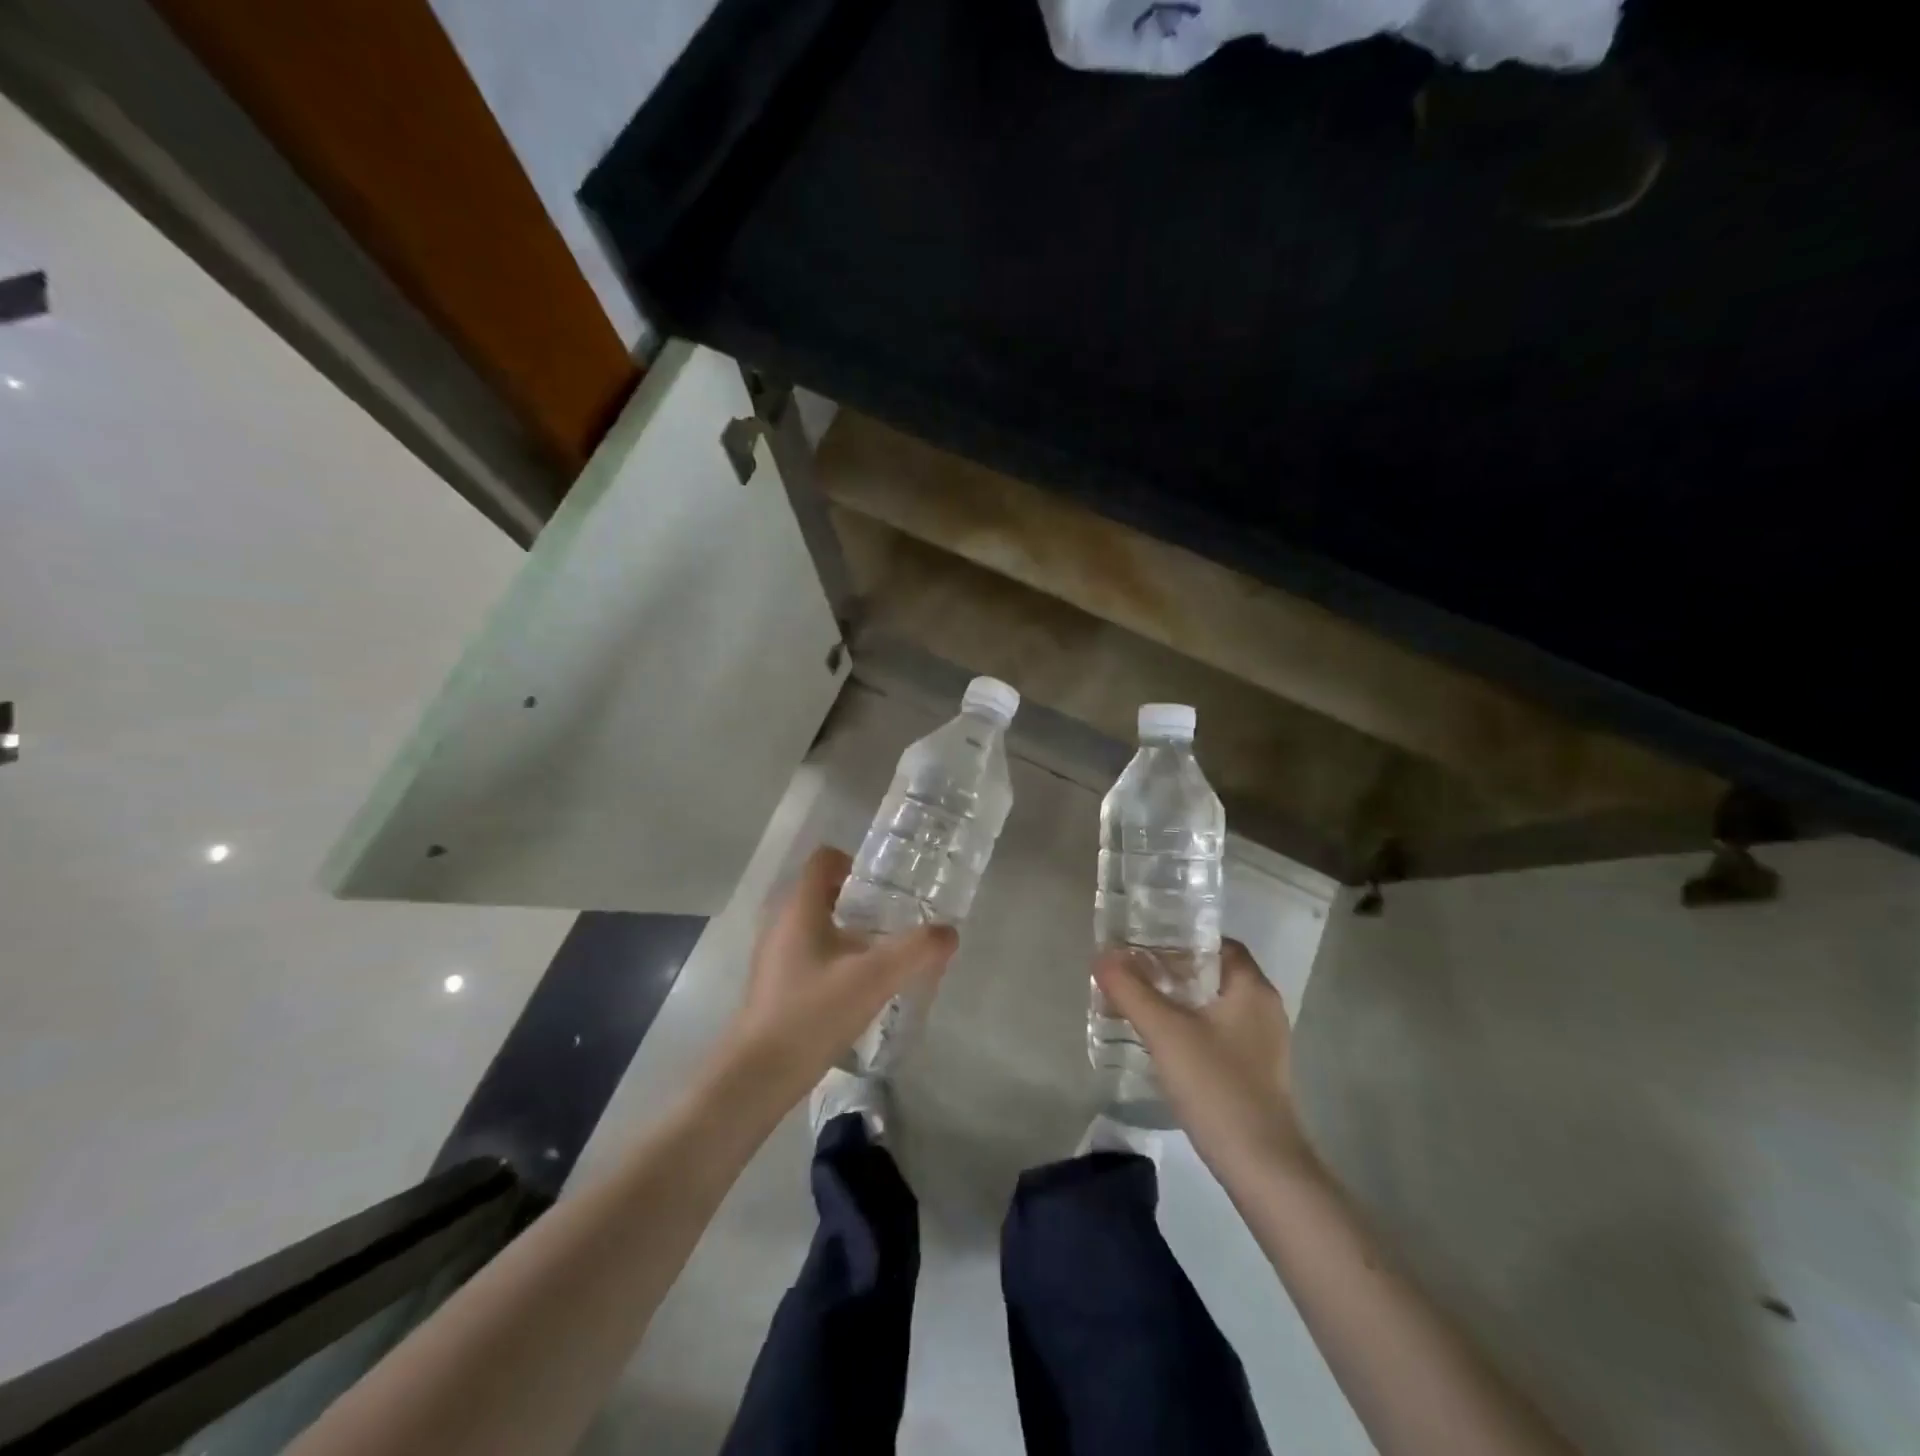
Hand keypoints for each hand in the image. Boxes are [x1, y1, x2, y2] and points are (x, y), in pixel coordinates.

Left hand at [720, 847, 957, 1105]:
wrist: (759, 1076)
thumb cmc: (813, 1013)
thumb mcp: (874, 978)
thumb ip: (916, 951)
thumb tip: (948, 932)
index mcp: (799, 908)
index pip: (823, 860)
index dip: (855, 862)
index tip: (886, 886)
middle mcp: (781, 923)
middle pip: (822, 892)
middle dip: (859, 900)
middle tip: (893, 919)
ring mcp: (774, 956)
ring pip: (815, 925)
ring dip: (848, 931)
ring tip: (881, 954)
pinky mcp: (775, 985)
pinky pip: (809, 953)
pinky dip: (834, 957)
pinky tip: (857, 987)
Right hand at [1093, 938, 1316, 1178]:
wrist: (1262, 1167)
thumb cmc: (1217, 1086)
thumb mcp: (1165, 1032)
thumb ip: (1130, 990)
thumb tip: (1102, 957)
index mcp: (1252, 988)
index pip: (1217, 944)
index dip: (1180, 940)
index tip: (1143, 946)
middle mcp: (1263, 1008)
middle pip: (1213, 973)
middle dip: (1172, 971)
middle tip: (1131, 974)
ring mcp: (1262, 1043)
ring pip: (1214, 1005)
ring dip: (1178, 1001)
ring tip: (1138, 1005)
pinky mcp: (1255, 1072)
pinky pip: (1218, 1033)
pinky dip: (1190, 1028)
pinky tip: (1162, 1043)